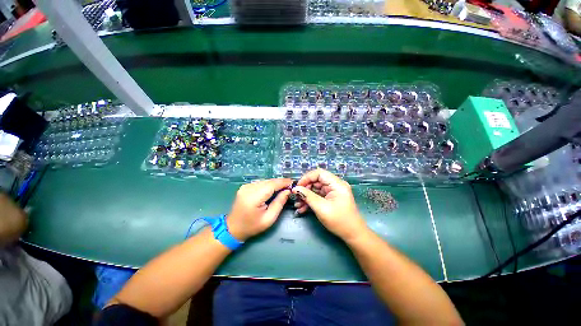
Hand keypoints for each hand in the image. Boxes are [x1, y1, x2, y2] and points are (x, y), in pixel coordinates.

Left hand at [227, 178, 292, 240]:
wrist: (233, 228)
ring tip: (283, 188)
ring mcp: (245, 186)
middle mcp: (248, 189)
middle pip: (268, 181)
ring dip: (274, 183)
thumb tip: (287, 191)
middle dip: (280, 182)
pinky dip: (268, 184)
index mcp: (253, 198)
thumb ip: (279, 203)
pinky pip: (260, 183)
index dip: (283, 182)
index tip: (293, 182)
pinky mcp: (245, 186)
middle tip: (289, 186)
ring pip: (265, 181)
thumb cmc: (252, 226)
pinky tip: (273, 189)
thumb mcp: (269, 218)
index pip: (271, 185)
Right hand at [293, 169, 367, 241]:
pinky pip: (318, 195)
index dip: (306, 178)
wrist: (353, 235)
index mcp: (337, 184)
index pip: (319, 173)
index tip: (297, 187)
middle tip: (296, 198)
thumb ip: (307, 196)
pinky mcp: (330, 198)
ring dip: (306, 196)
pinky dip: (310, 201)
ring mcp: (333, 192)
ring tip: (298, 205)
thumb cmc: (339, 221)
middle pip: (316, 181)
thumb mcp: (321, 208)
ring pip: (315, 189)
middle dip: (305, 189)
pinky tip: (303, 208)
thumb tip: (295, 189)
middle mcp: (335, 185)